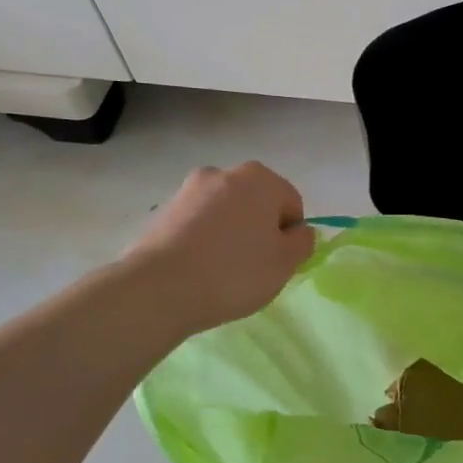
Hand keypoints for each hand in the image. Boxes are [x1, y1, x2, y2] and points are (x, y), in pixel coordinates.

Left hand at [127, 163, 313, 333]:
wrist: (160, 288)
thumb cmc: (235, 272)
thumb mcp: (286, 263)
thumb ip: (303, 242)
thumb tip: (298, 231)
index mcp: (259, 179)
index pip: (291, 203)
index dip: (290, 234)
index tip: (278, 261)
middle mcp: (223, 174)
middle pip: (256, 203)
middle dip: (259, 229)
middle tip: (253, 266)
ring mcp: (188, 190)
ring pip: (225, 212)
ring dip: (230, 233)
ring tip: (222, 270)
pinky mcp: (163, 211)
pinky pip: (197, 224)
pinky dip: (204, 240)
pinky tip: (198, 269)